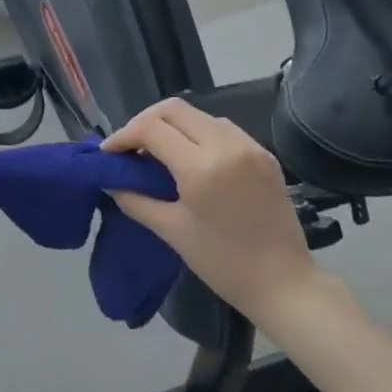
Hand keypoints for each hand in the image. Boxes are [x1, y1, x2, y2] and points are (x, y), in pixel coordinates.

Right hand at [103, 98, 322, 321]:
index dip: (123, 136)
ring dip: (172, 125)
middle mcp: (226, 145)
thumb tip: (111, 182)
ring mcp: (249, 147)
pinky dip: (198, 133)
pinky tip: (190, 157)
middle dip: (144, 122)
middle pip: (174, 109)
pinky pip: (223, 129)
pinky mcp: (264, 154)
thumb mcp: (171, 231)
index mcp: (201, 167)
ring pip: (199, 114)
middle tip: (129, 146)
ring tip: (156, 151)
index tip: (108, 153)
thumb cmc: (222, 262)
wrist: (283, 283)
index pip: (151, 129)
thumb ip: (136, 200)